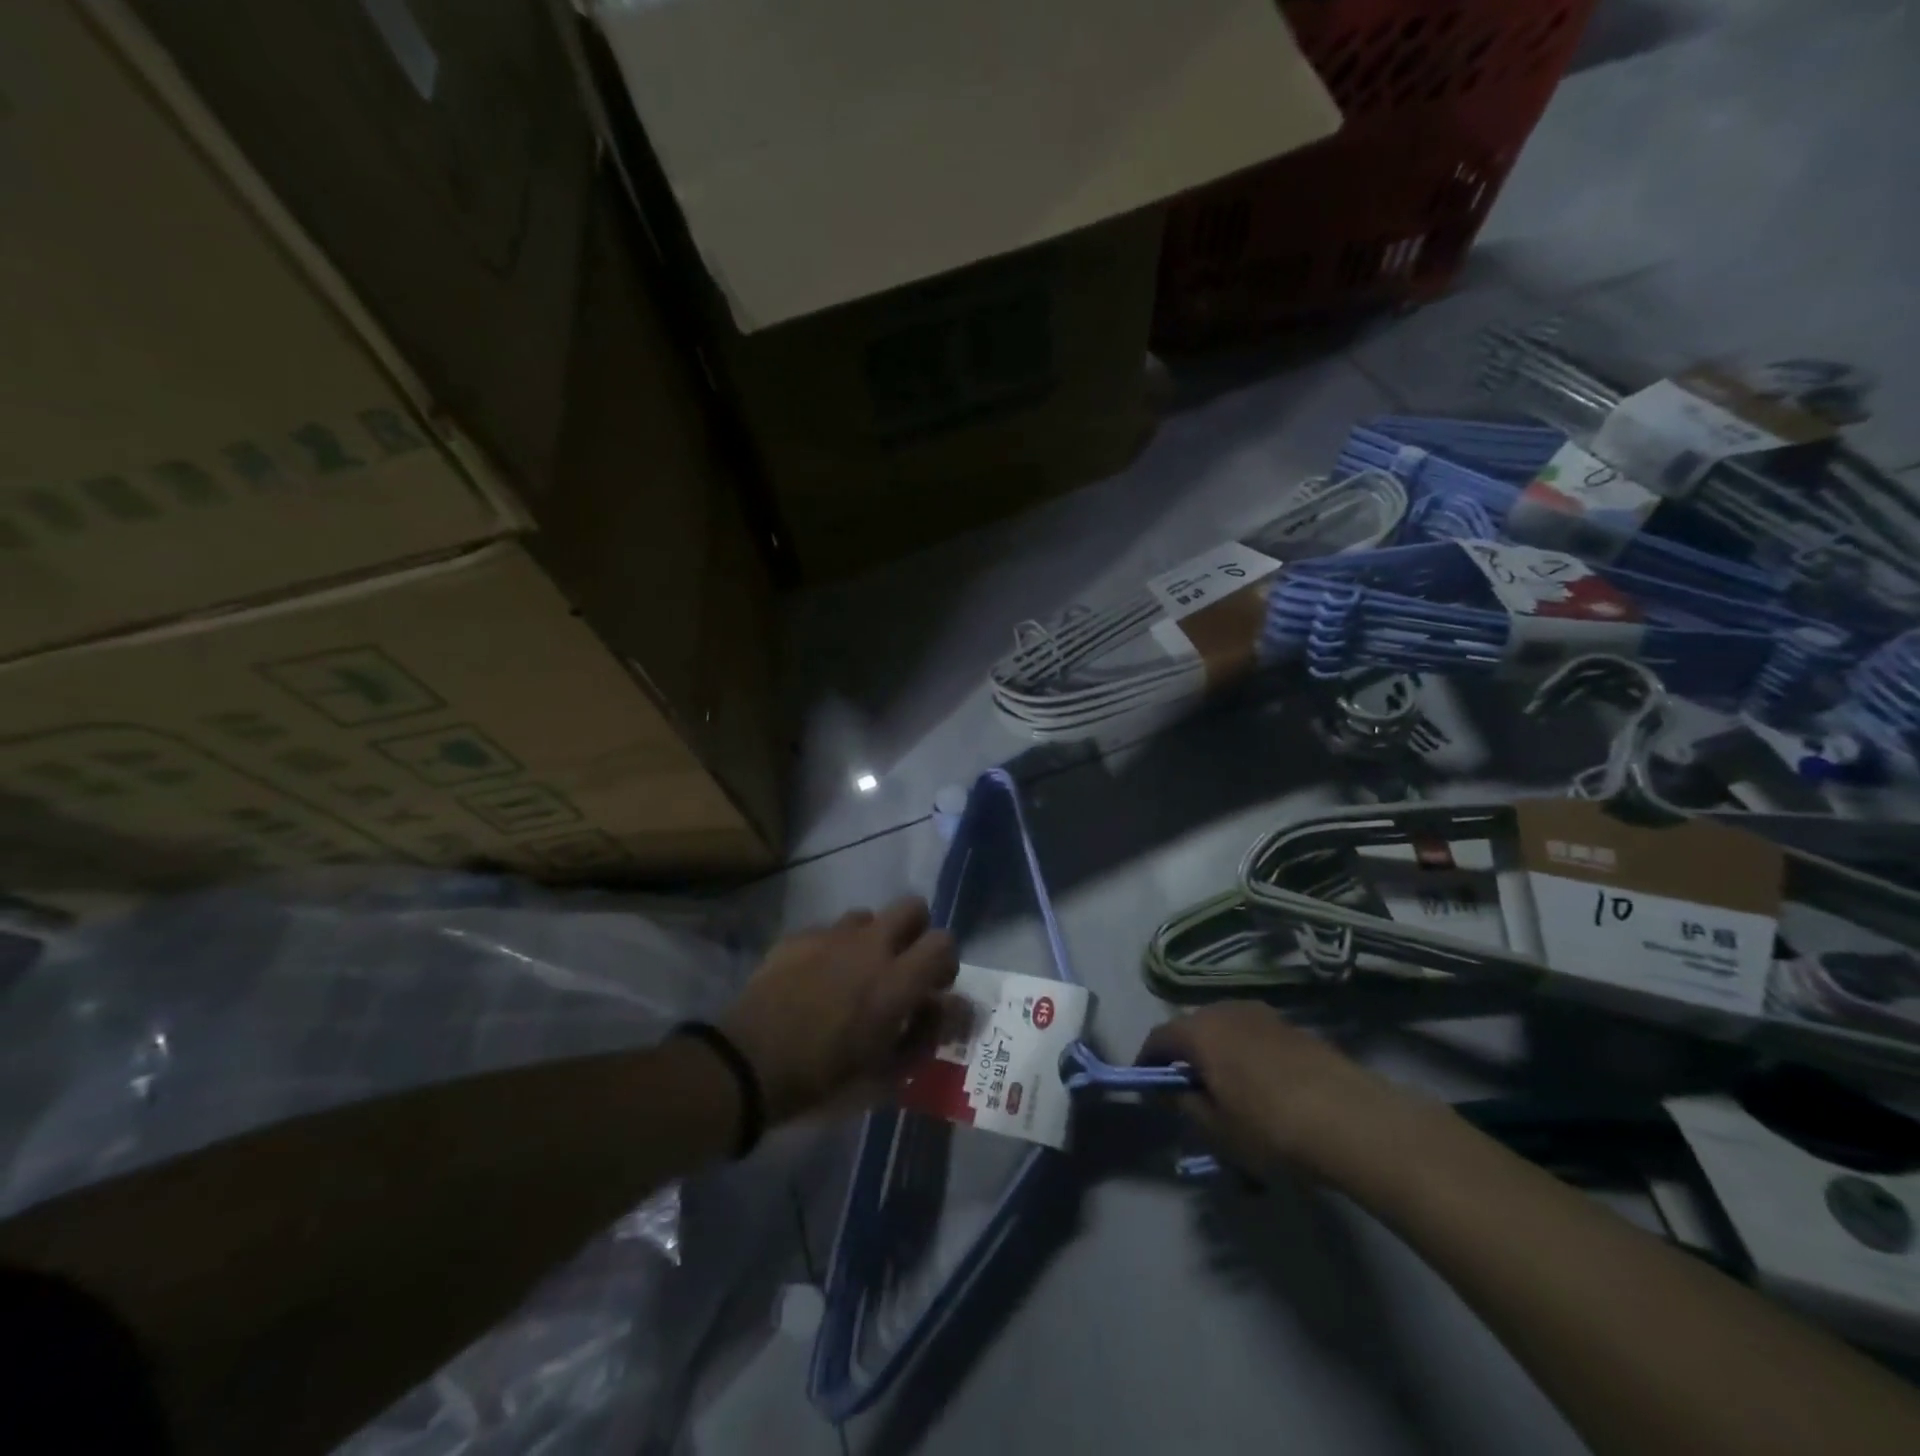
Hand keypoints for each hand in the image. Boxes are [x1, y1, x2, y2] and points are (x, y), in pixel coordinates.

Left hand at [720, 897, 957, 1122]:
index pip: (944, 942)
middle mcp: (869, 946)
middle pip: (912, 907)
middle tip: (902, 967)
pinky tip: (815, 979)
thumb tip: (945, 1010)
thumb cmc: (822, 1079)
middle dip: (915, 932)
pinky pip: (828, 931)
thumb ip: (923, 1037)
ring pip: (867, 916)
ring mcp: (830, 936)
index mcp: (896, 980)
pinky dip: (832, 949)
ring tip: (854, 973)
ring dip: (871, 939)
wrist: (747, 1064)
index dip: (945, 961)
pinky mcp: (797, 937)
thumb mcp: (884, 1076)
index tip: (934, 987)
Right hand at [1138, 1002, 1410, 1177]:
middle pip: (1193, 1028)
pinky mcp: (1294, 1027)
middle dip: (1185, 1055)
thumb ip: (1186, 1104)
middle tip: (1187, 1088)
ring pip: (1226, 1029)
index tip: (1147, 1084)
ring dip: (1218, 1052)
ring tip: (1227, 1088)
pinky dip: (1246, 1055)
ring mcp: (1264, 1015)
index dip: (1148, 1060)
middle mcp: (1226, 1010)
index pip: (1159, 1037)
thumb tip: (1174, 1090)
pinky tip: (1262, 1087)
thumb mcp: (1217, 1129)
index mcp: (1200, 1031)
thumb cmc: (1270, 1126)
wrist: (1352, 1119)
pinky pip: (1254, 1036)